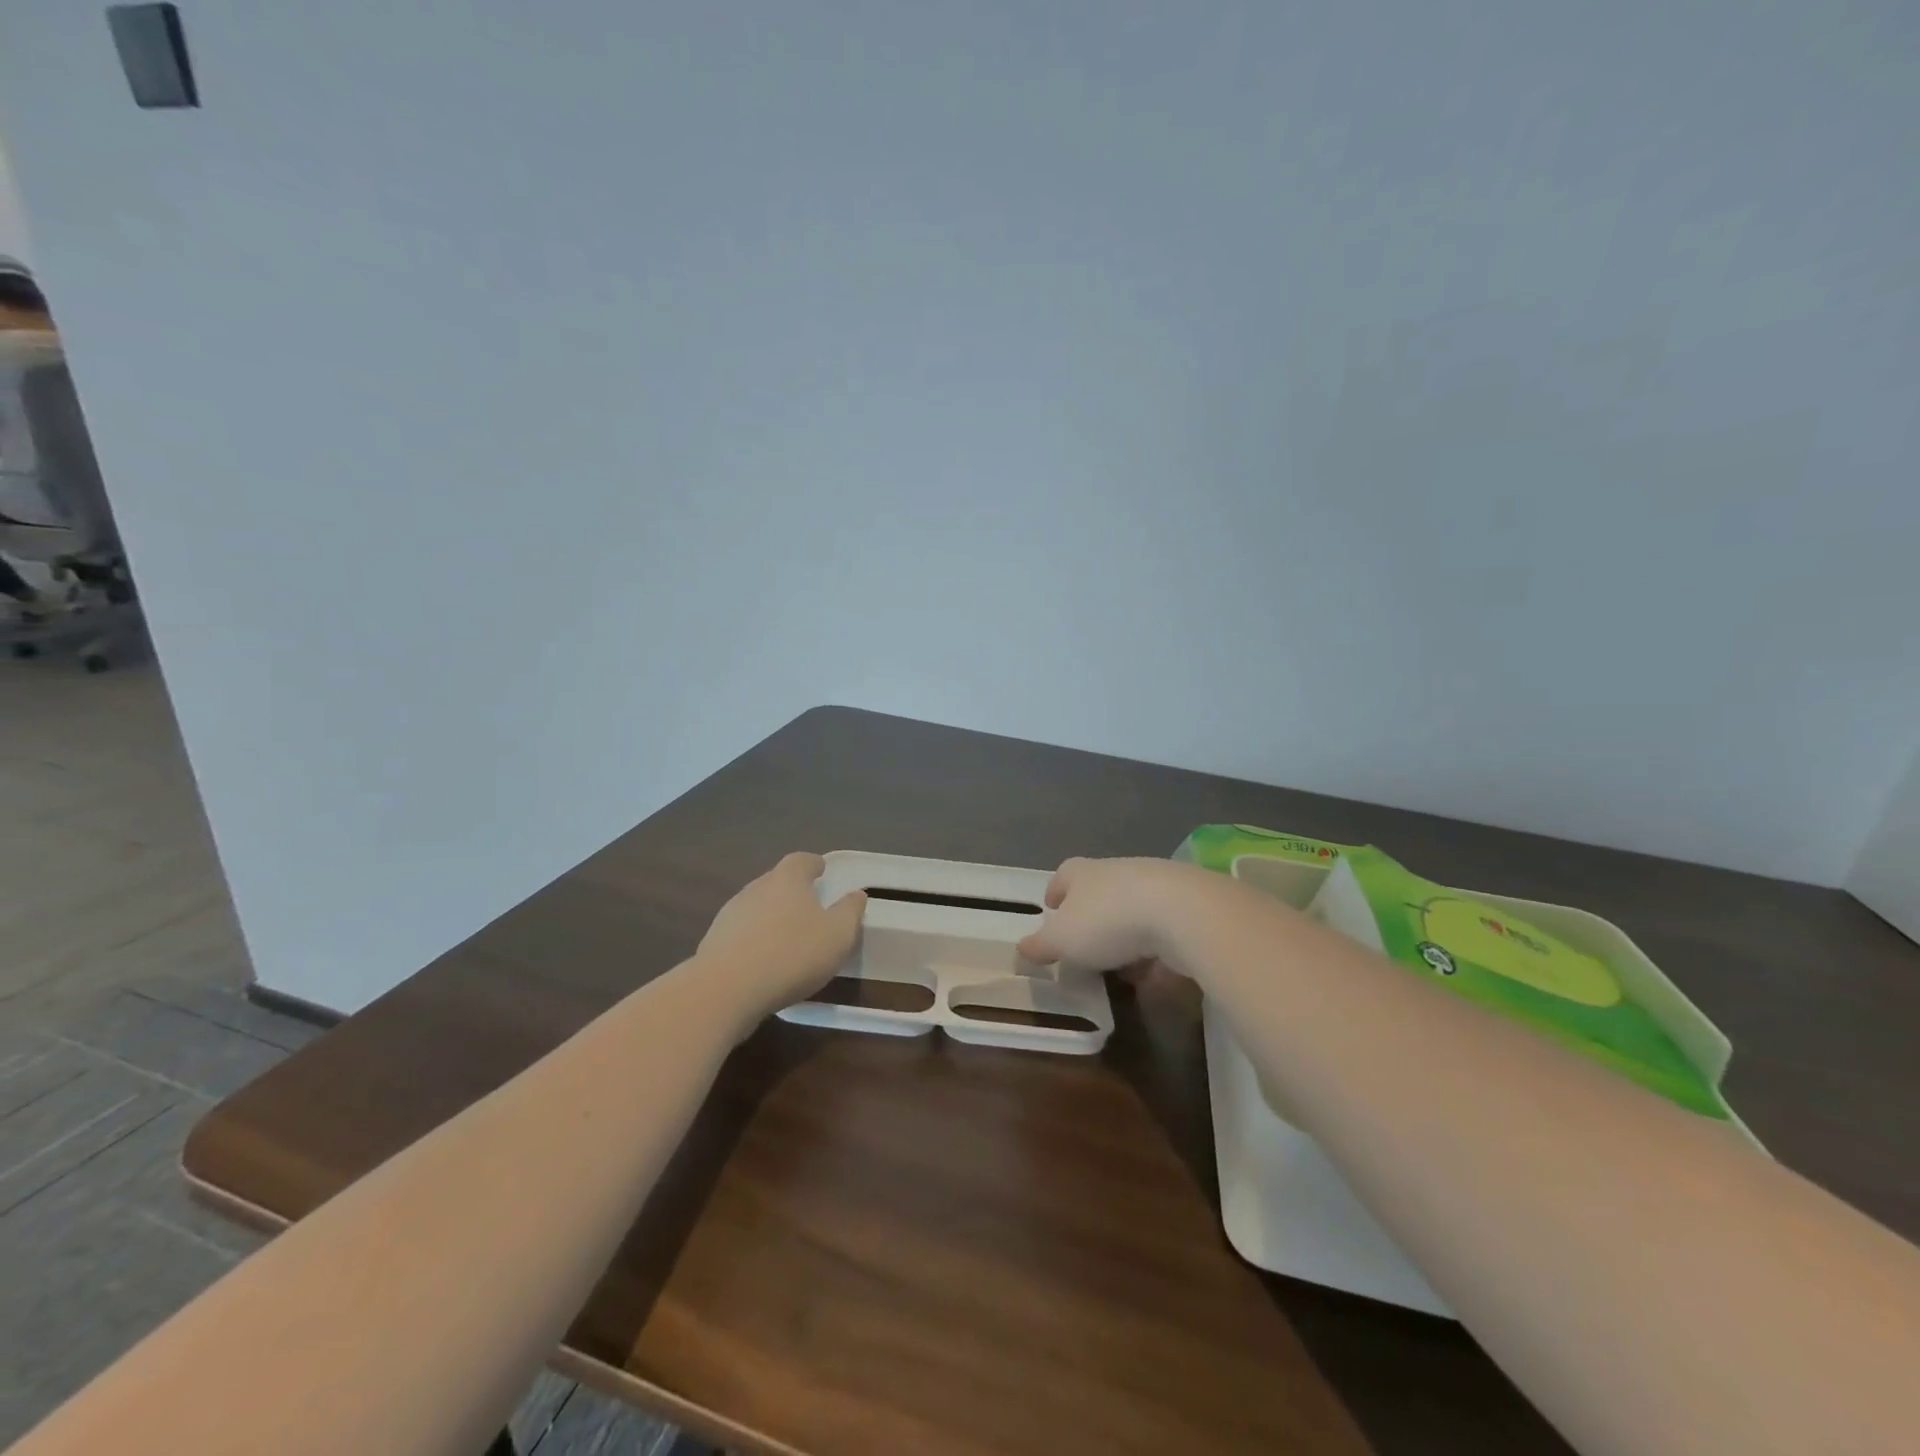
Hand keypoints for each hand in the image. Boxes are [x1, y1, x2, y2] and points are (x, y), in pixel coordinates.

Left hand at [698, 852, 866, 1024]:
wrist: (726, 990)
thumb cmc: (792, 954)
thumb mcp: (837, 935)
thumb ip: (850, 911)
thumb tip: (856, 894)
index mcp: (787, 880)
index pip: (801, 860)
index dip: (813, 864)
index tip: (822, 871)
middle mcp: (756, 888)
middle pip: (776, 881)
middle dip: (792, 891)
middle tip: (809, 907)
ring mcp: (730, 914)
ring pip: (757, 907)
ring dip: (772, 917)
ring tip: (787, 937)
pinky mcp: (713, 942)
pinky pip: (741, 934)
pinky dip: (754, 940)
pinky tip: (763, 961)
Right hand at [1016, 857, 1220, 971]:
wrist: (1183, 912)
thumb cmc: (1109, 921)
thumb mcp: (1063, 940)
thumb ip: (1042, 945)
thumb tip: (1021, 948)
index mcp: (1083, 873)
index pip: (1064, 874)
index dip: (1056, 890)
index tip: (1051, 906)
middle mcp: (1119, 871)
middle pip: (1100, 889)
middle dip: (1093, 914)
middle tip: (1085, 943)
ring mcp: (1157, 885)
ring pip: (1134, 909)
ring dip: (1127, 934)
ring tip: (1122, 965)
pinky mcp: (1188, 906)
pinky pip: (1165, 929)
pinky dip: (1158, 949)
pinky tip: (1157, 972)